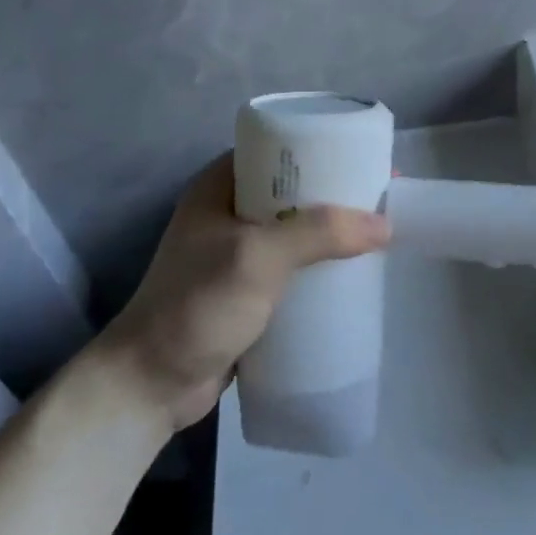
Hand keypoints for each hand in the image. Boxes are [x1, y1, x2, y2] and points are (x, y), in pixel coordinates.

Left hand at [93, 153, 390, 431]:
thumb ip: (320, 233)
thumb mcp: (258, 257)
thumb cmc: (196, 306)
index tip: (370, 159)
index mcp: (222, 185)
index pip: (282, 150)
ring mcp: (239, 252)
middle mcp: (231, 211)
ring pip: (300, 229)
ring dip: (335, 231)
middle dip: (340, 194)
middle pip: (298, 190)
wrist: (150, 386)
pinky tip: (354, 272)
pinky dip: (324, 265)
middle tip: (384, 199)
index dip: (327, 148)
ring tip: (379, 234)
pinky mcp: (251, 289)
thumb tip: (385, 224)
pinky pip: (297, 265)